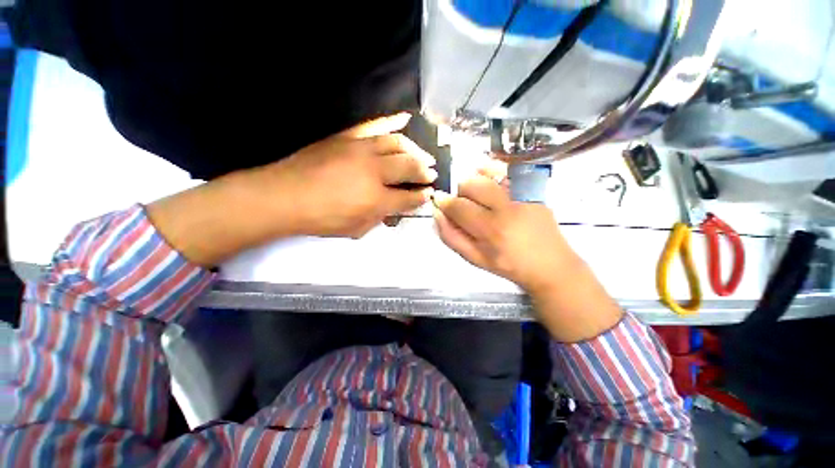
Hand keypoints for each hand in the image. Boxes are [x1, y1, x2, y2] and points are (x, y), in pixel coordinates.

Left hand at [146, 113, 435, 266]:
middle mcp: (374, 171)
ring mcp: (361, 150)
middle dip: (424, 171)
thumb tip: (393, 210)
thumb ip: (379, 218)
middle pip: (409, 167)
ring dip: (415, 150)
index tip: (429, 194)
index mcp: (376, 199)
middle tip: (432, 174)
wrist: (284, 196)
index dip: (422, 196)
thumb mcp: (355, 229)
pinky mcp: (349, 137)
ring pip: (398, 144)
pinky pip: (375, 125)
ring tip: (424, 155)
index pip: (408, 197)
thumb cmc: (321, 218)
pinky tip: (406, 118)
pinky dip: (392, 121)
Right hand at [432, 173, 571, 295]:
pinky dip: (492, 171)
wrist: (551, 265)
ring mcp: (522, 195)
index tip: (439, 200)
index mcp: (491, 230)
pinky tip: (491, 183)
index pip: (458, 206)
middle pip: (470, 184)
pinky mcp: (533, 189)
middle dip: (459, 192)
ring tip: (478, 195)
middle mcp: (507, 207)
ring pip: (487, 173)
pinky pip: (507, 170)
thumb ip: (451, 237)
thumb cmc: (509, 265)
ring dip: (475, 181)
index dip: (443, 201)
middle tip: (464, 204)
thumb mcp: (475, 259)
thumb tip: (437, 213)